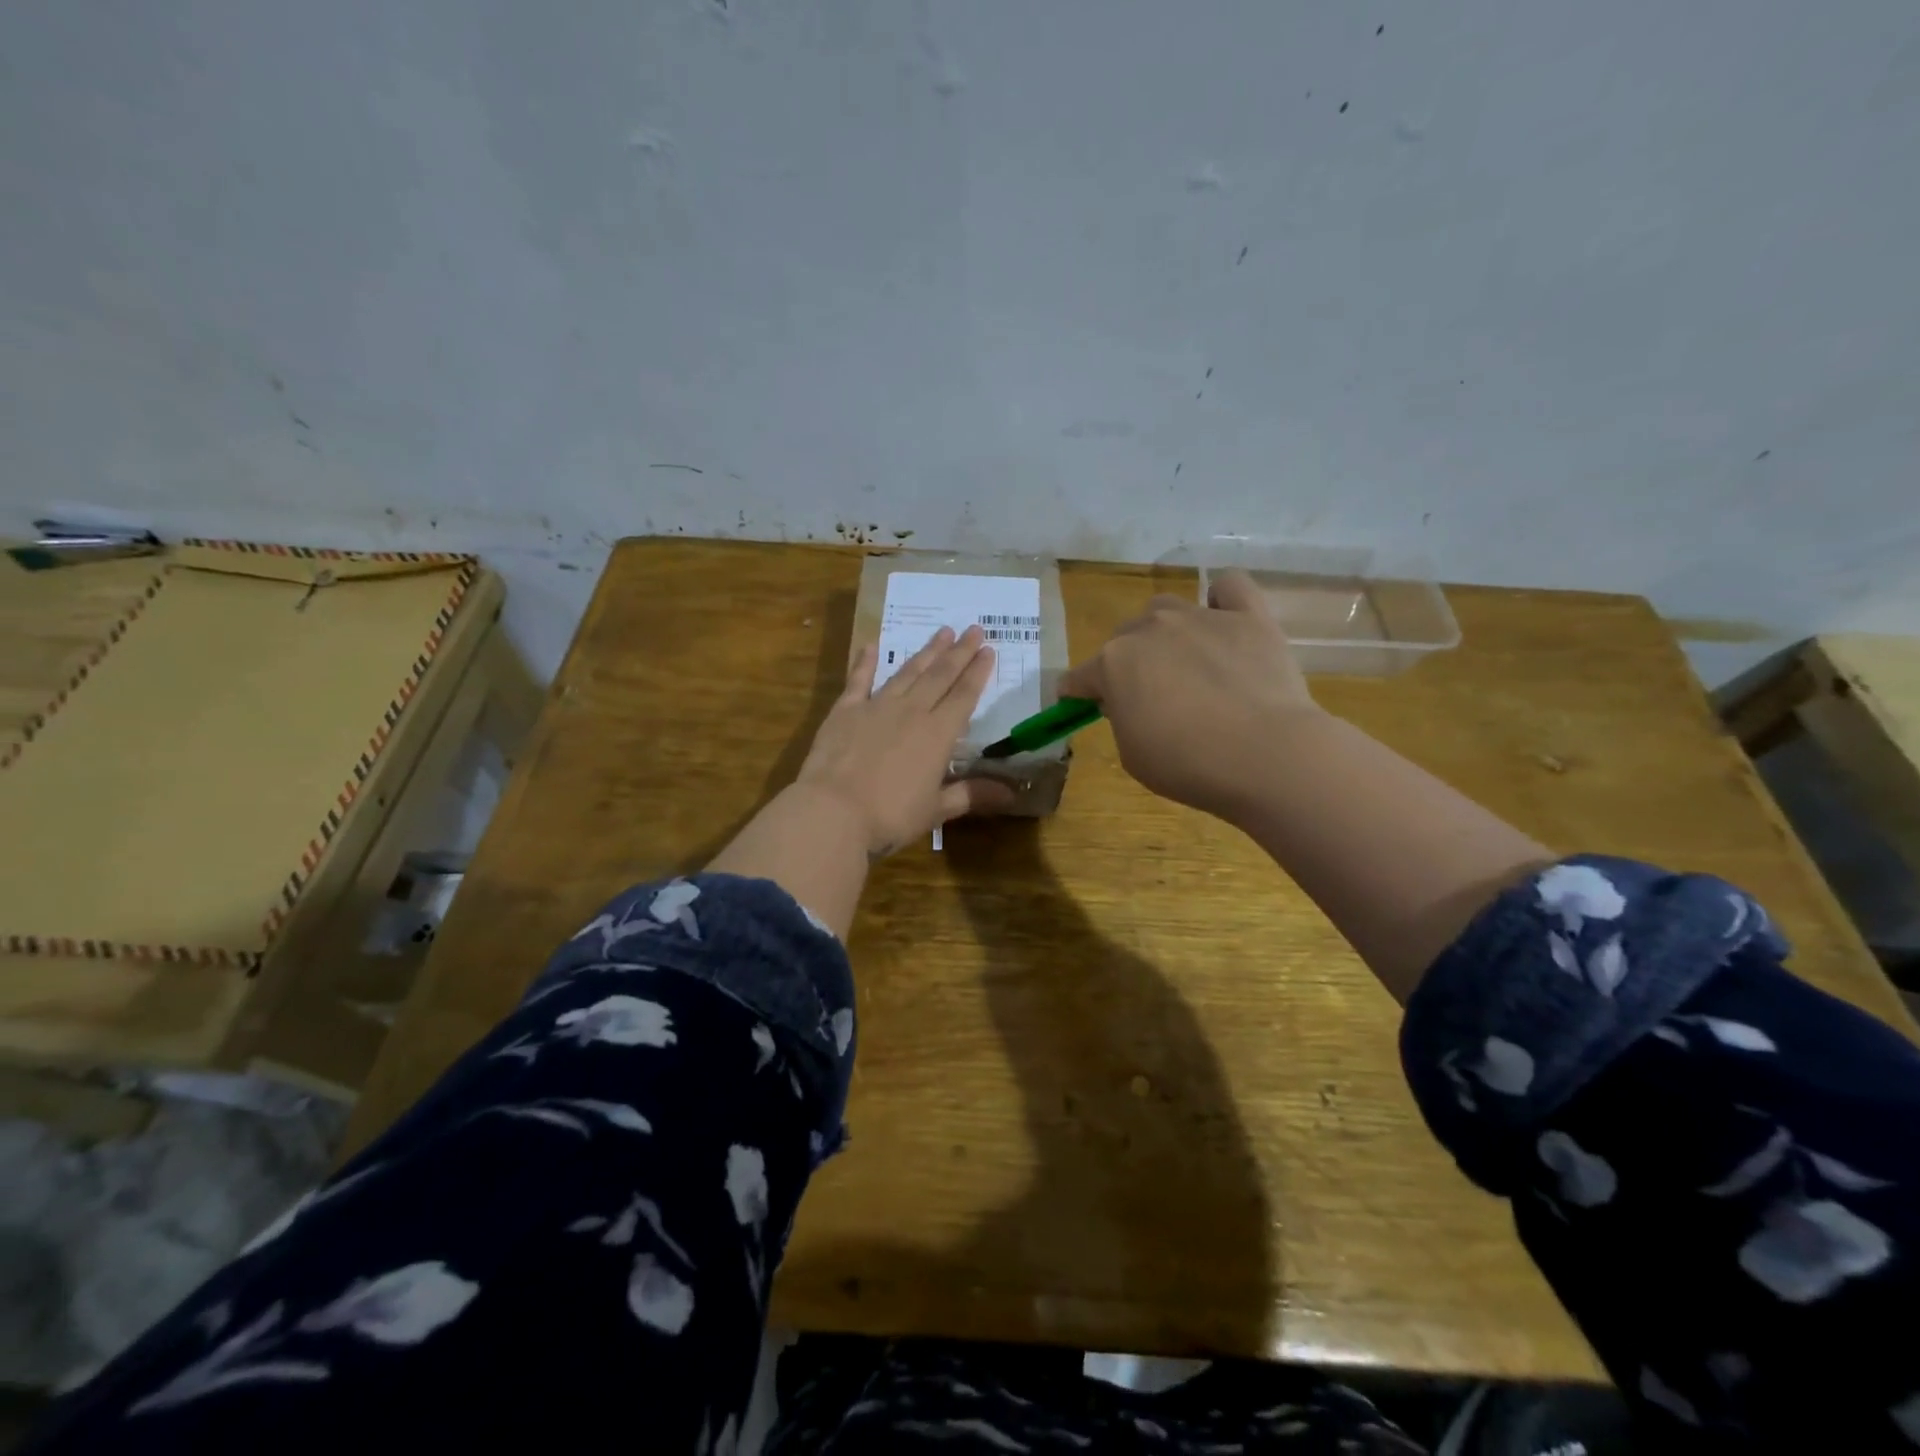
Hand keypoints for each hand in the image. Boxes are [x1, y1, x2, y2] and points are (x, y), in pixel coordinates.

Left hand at [794, 625, 1015, 854]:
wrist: (833, 811)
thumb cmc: (890, 816)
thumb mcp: (936, 810)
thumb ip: (972, 794)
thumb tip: (1012, 795)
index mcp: (938, 734)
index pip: (964, 696)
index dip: (978, 673)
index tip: (989, 650)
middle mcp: (911, 711)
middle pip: (940, 676)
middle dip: (959, 652)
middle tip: (974, 629)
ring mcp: (876, 707)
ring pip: (907, 672)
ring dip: (926, 652)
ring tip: (942, 632)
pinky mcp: (845, 711)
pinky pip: (858, 680)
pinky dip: (865, 662)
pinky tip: (871, 645)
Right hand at [1060, 569, 1319, 819]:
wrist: (1264, 755)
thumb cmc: (1187, 764)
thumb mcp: (1132, 754)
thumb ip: (1121, 718)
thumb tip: (1127, 699)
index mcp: (1113, 664)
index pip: (1080, 676)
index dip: (1078, 693)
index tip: (1081, 706)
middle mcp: (1150, 628)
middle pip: (1124, 637)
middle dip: (1127, 663)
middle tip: (1148, 696)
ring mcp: (1200, 617)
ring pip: (1166, 608)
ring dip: (1164, 631)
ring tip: (1185, 661)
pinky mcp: (1248, 616)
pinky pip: (1229, 586)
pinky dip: (1222, 598)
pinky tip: (1224, 619)